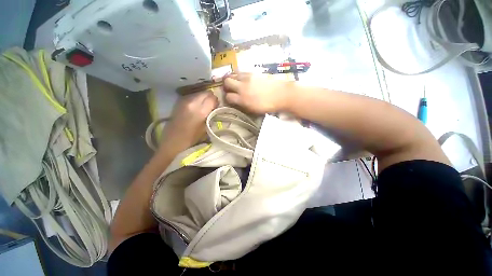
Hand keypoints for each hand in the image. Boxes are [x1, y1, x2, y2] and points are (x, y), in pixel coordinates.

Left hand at [159, 92, 217, 153]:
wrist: (172, 142)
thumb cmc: (192, 139)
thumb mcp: (206, 128)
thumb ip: (211, 115)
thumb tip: (215, 107)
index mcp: (200, 111)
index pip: (212, 98)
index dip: (216, 102)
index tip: (216, 107)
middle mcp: (191, 102)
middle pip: (205, 93)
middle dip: (210, 98)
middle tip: (211, 106)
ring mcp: (183, 100)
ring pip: (198, 93)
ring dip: (203, 98)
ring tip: (203, 107)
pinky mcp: (179, 102)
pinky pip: (192, 96)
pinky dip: (196, 99)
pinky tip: (195, 108)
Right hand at [223, 73, 293, 112]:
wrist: (281, 94)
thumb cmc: (268, 105)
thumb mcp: (254, 110)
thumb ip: (243, 105)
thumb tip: (236, 101)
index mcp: (243, 99)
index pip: (228, 97)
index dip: (227, 98)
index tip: (229, 99)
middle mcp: (242, 87)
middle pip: (227, 82)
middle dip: (226, 86)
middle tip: (228, 88)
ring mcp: (247, 78)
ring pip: (232, 74)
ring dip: (230, 78)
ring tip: (232, 81)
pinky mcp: (252, 72)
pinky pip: (240, 71)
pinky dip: (237, 74)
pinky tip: (240, 78)